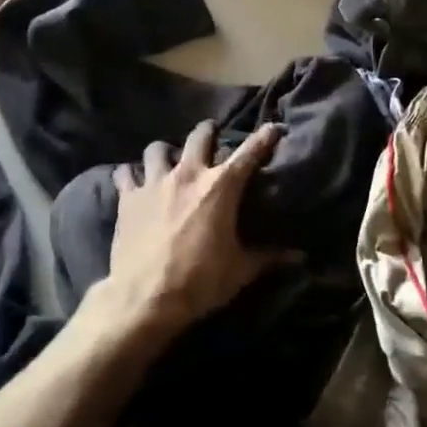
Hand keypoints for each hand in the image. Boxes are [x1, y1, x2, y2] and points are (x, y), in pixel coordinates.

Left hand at [92, 121, 287, 338]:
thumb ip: (269, 257)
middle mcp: (189, 174)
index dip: (264, 137)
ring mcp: (155, 182)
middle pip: (200, 135)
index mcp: (221, 187)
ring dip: (165, 152)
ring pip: (158, 148)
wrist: (145, 299)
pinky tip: (132, 181)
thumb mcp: (240, 271)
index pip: (249, 153)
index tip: (273, 127)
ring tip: (168, 160)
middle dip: (208, 132)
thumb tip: (300, 256)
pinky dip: (130, 174)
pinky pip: (125, 173)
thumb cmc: (199, 282)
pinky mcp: (128, 197)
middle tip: (212, 136)